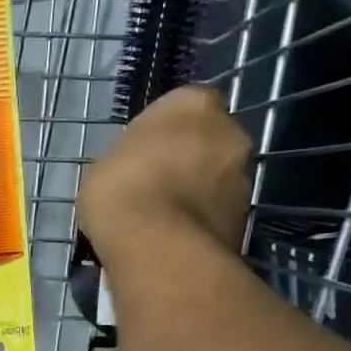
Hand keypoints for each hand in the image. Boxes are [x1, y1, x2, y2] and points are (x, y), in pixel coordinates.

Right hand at [79, 86, 250, 256]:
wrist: (157, 247)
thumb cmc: (122, 190)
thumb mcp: (105, 164)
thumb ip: (132, 156)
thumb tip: (140, 167)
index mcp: (192, 103)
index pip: (180, 106)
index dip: (160, 132)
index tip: (141, 154)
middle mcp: (229, 130)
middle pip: (206, 140)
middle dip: (186, 159)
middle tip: (154, 185)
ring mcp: (244, 174)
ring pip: (216, 177)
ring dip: (196, 191)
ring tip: (162, 220)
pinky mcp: (245, 216)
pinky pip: (216, 211)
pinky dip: (200, 221)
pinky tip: (173, 239)